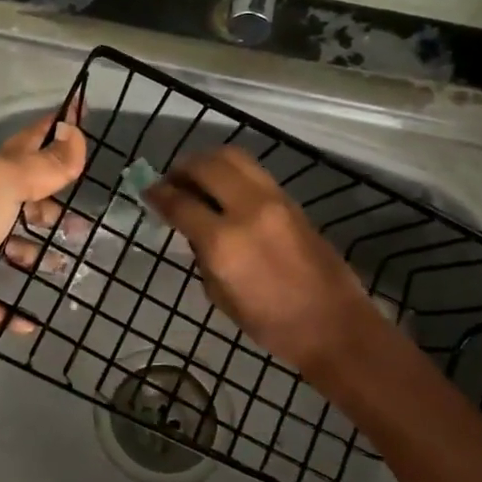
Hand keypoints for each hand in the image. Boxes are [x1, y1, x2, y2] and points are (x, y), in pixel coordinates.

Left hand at [0, 104, 87, 345]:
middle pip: (26, 202)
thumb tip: (76, 134)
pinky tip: (37, 319)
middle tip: (86, 222)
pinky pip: (0, 302)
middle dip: (55, 208)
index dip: (56, 129)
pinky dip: (18, 311)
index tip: (84, 115)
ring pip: (16, 251)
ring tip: (70, 268)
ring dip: (41, 257)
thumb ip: (43, 163)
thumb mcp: (5, 183)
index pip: (30, 143)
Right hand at [144, 146, 388, 373]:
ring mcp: (273, 200)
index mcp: (224, 242)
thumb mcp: (220, 296)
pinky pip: (253, 171)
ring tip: (197, 177)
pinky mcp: (291, 201)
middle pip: (206, 166)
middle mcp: (247, 210)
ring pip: (233, 157)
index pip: (180, 203)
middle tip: (171, 180)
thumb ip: (202, 255)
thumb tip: (193, 229)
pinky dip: (231, 170)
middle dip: (182, 168)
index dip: (158, 194)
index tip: (148, 192)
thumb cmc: (271, 323)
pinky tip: (224, 187)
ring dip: (208, 161)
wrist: (333, 324)